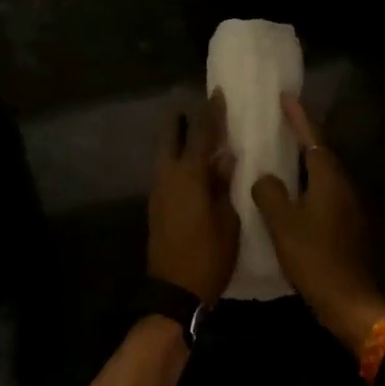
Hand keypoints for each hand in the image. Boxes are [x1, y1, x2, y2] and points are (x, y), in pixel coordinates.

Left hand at [146, 94, 240, 305]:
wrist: (174, 292)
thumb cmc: (209, 256)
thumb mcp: (228, 220)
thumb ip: (224, 186)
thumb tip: (224, 159)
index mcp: (190, 176)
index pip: (202, 135)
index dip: (211, 113)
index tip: (217, 94)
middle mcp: (168, 177)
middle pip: (172, 138)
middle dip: (182, 121)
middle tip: (196, 109)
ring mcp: (158, 192)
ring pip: (165, 156)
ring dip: (178, 142)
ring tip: (196, 134)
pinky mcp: (156, 207)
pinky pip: (166, 172)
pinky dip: (177, 161)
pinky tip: (192, 166)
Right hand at [250, 96, 384, 353]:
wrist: (352, 302)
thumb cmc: (316, 259)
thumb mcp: (283, 225)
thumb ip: (270, 193)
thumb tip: (265, 177)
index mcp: (329, 180)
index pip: (313, 139)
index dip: (298, 118)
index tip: (285, 97)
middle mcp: (343, 187)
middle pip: (321, 154)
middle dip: (302, 136)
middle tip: (280, 123)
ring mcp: (348, 208)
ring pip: (323, 175)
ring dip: (304, 162)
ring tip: (280, 154)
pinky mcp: (347, 226)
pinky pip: (324, 194)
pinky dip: (306, 185)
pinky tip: (291, 194)